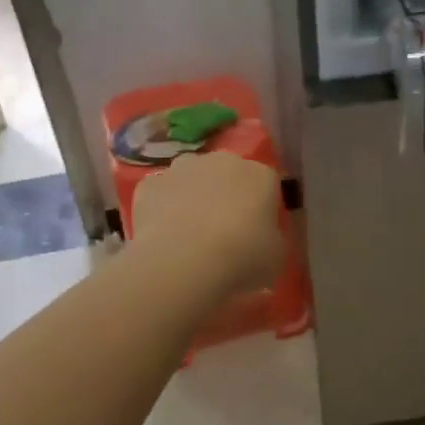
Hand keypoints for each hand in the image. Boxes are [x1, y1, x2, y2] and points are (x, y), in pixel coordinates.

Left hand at [132, 152, 284, 296]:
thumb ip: (271, 239)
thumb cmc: (242, 259)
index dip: (262, 208)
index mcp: (260, 175)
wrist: (183, 262)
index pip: (267, 184)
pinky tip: (163, 236)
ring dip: (192, 197)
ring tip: (190, 234)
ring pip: (191, 179)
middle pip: (227, 174)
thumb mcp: (276, 258)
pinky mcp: (149, 184)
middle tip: (224, 232)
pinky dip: (162, 209)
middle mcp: (222, 161)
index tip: (258, 232)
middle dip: (226, 196)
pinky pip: (161, 194)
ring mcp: (181, 169)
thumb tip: (262, 239)